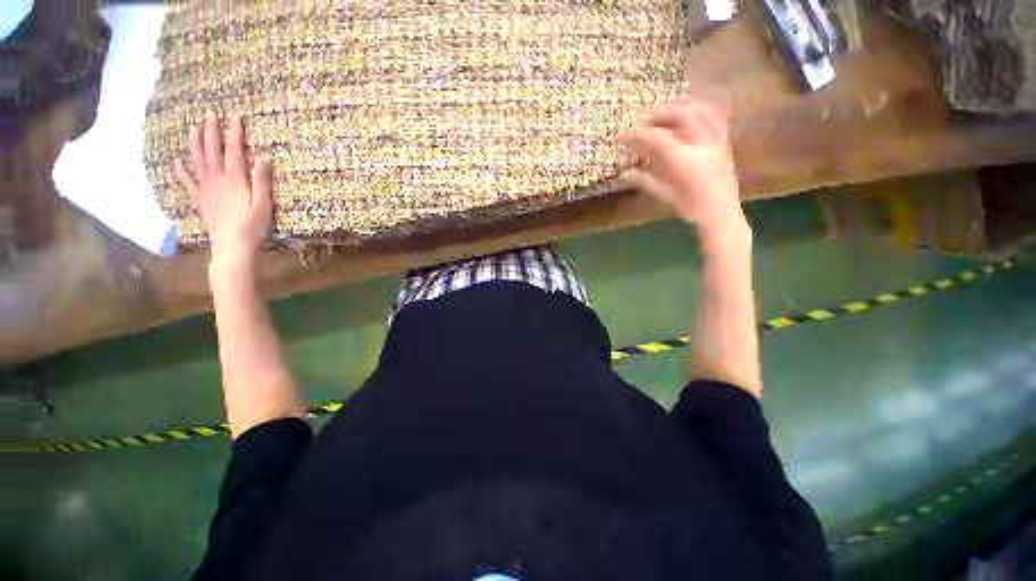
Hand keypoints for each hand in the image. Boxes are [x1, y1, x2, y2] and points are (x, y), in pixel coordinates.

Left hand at [175, 112, 272, 270]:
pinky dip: (181, 170)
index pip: (234, 151)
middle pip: (212, 151)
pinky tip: (177, 161)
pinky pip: (188, 182)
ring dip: (195, 143)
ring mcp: (205, 189)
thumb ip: (261, 181)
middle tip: (209, 114)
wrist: (232, 246)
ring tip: (193, 128)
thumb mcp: (264, 205)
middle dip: (211, 131)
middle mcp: (217, 180)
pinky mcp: (200, 200)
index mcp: (235, 180)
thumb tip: (262, 159)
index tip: (234, 116)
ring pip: (198, 161)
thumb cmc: (253, 227)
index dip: (234, 133)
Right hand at [621, 99, 746, 238]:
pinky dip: (700, 112)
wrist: (721, 213)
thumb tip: (624, 174)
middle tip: (645, 121)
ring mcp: (716, 141)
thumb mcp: (663, 194)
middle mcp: (701, 145)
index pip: (657, 138)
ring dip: (681, 108)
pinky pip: (715, 117)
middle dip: (660, 114)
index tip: (624, 137)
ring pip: (701, 111)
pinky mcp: (725, 142)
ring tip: (667, 114)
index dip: (638, 134)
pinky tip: (691, 117)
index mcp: (683, 161)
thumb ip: (644, 181)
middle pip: (681, 115)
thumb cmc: (689, 207)